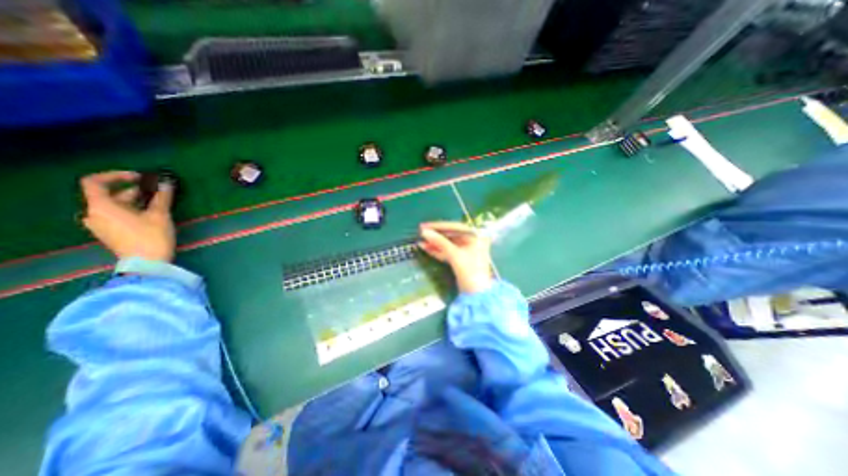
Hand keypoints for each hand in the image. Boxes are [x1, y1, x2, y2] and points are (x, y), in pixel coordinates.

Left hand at [81, 171, 176, 261]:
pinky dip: (131, 211)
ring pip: (115, 207)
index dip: (115, 175)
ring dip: (135, 202)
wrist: (146, 263)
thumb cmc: (151, 237)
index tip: (139, 177)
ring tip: (157, 203)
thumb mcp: (160, 215)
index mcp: (101, 207)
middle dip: (133, 191)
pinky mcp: (109, 233)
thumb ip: (161, 198)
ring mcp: (100, 225)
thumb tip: (166, 184)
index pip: (95, 182)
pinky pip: (117, 216)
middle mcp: (94, 214)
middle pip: (109, 196)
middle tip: (157, 191)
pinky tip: (150, 215)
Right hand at [418, 221, 494, 292]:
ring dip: (435, 243)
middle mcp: (472, 241)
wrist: (477, 295)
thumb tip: (424, 232)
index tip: (424, 226)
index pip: (455, 227)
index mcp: (476, 236)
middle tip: (421, 232)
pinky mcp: (461, 260)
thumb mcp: (455, 254)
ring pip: (448, 244)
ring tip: (420, 242)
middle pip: (451, 235)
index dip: (438, 226)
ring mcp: (466, 251)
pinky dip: (438, 251)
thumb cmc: (470, 271)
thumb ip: (440, 242)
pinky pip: (448, 252)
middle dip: (436, 235)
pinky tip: (426, 248)